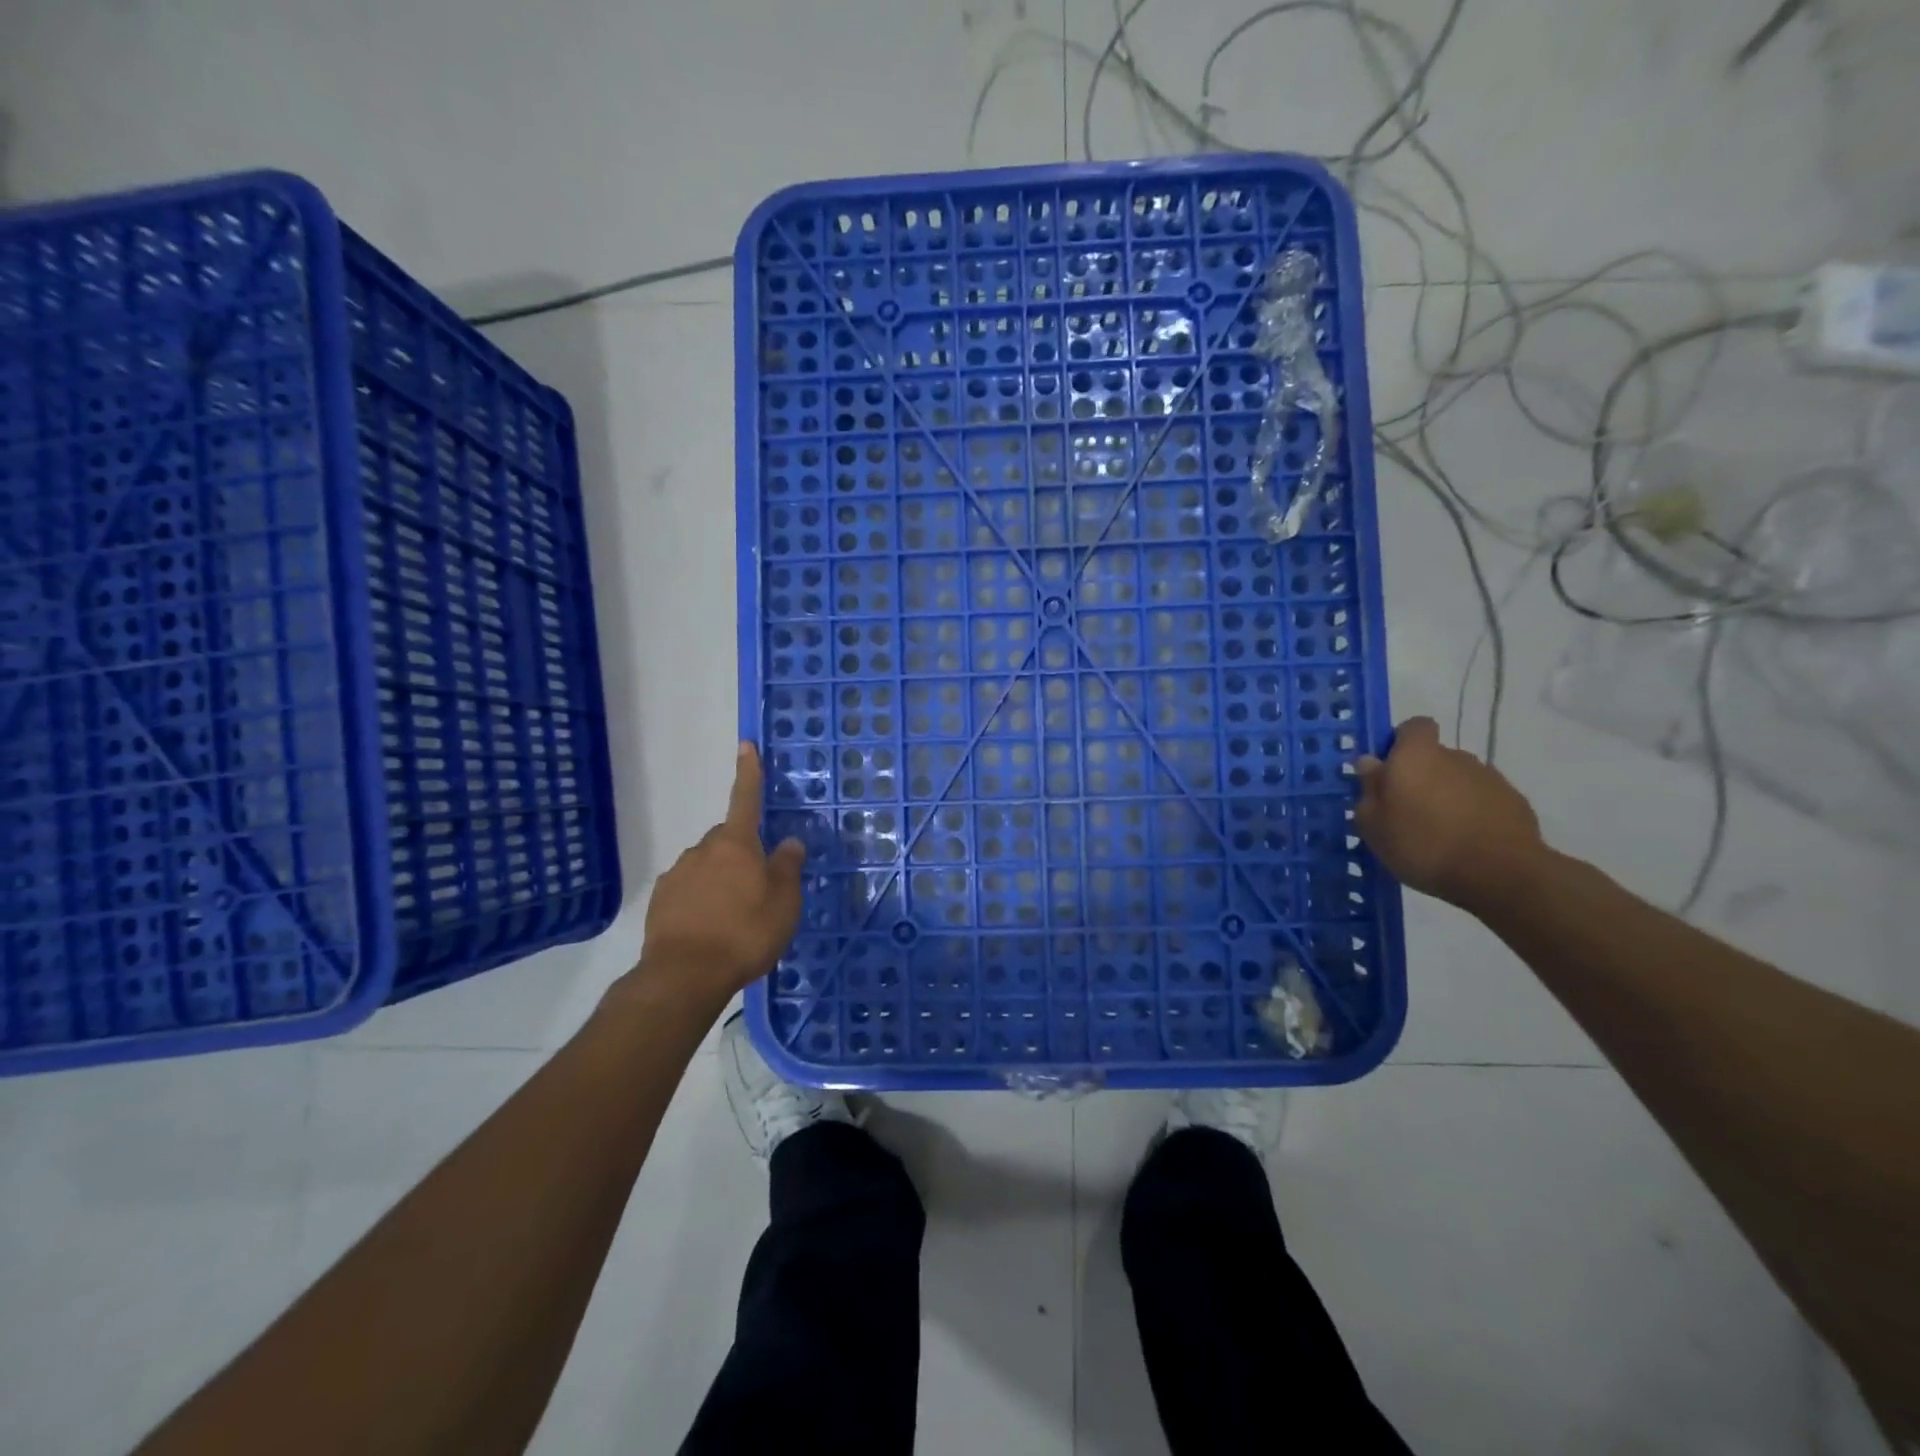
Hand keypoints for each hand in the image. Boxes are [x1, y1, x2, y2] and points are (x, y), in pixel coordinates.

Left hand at [638, 743, 805, 1001]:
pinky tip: (709, 928)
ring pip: (706, 866)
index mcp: (736, 844)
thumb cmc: (745, 934)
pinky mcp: (660, 901)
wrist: (684, 976)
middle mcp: (703, 850)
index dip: (748, 772)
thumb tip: (789, 842)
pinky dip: (700, 901)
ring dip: (720, 880)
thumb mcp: (783, 903)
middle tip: (758, 887)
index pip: (745, 799)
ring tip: (733, 917)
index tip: (746, 744)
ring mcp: (677, 875)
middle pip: (728, 840)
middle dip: (741, 853)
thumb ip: (787, 869)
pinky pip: (688, 890)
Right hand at [1354, 717, 1544, 912]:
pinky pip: (1483, 801)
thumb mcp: (1374, 824)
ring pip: (1459, 780)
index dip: (1401, 742)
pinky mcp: (1515, 802)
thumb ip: (1369, 789)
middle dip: (1422, 777)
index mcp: (1417, 755)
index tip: (1389, 769)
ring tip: (1439, 833)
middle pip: (1435, 757)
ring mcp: (1489, 778)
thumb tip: (1371, 763)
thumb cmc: (1423, 844)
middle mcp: (1455, 756)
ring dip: (1448, 796)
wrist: (1501, 874)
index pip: (1414, 726)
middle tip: (1407, 811)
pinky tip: (1466, 843)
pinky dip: (1473, 814)